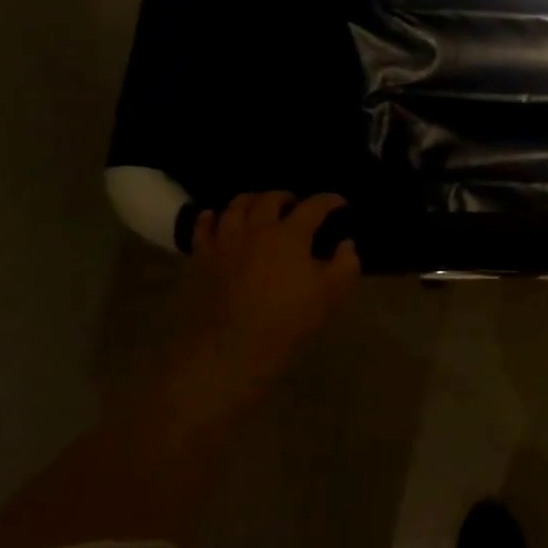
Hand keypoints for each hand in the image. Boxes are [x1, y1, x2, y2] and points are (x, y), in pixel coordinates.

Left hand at [174, 192, 359, 400]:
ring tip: (259, 207)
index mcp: (290, 234)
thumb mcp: (331, 295)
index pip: (314, 206)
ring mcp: (225, 241)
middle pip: (270, 199)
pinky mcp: (201, 258)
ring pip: (235, 206)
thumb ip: (346, 264)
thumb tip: (346, 244)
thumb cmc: (287, 321)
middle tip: (296, 206)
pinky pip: (203, 227)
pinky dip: (211, 217)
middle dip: (287, 197)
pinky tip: (215, 217)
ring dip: (251, 201)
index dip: (330, 201)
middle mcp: (256, 228)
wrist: (230, 350)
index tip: (340, 205)